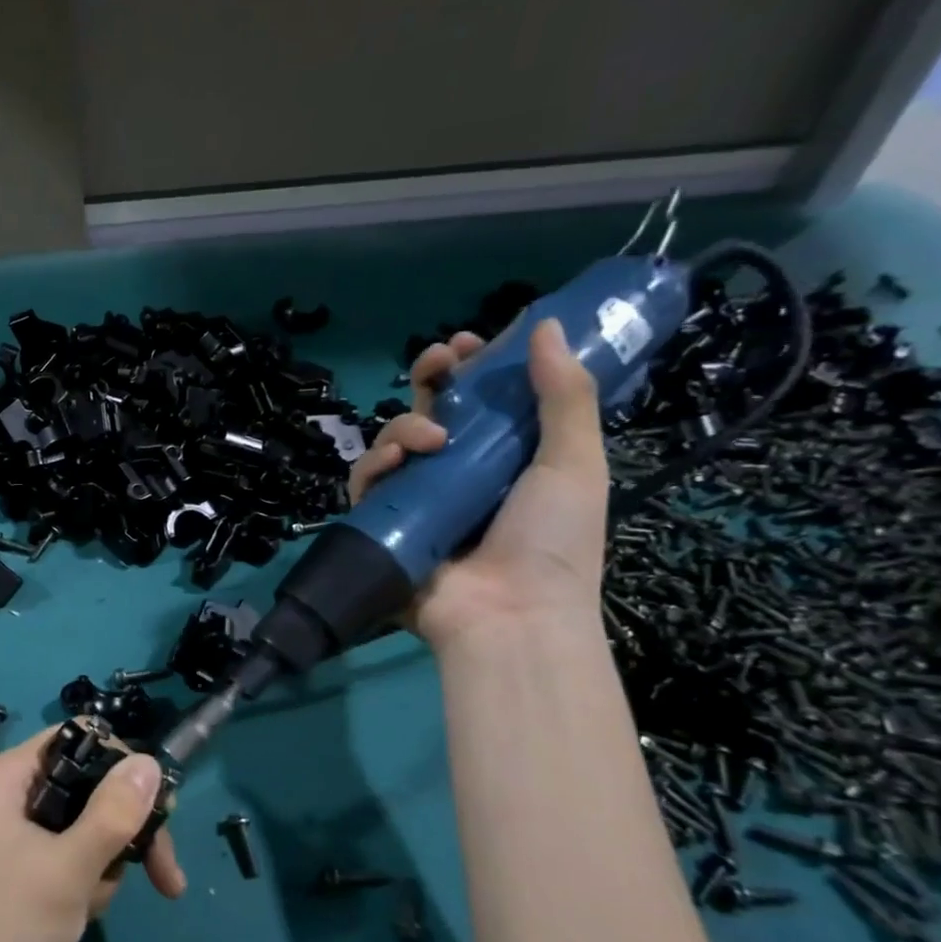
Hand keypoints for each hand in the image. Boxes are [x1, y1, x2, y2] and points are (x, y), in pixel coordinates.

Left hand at [0, 727, 186, 941]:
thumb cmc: (8, 928)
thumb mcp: (69, 867)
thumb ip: (114, 812)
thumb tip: (151, 760)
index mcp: (7, 775)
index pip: (78, 739)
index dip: (122, 765)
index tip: (159, 808)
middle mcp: (11, 792)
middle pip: (91, 784)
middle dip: (125, 831)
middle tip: (165, 874)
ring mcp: (18, 829)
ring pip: (89, 822)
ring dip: (106, 864)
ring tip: (92, 905)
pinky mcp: (26, 862)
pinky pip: (74, 852)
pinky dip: (89, 880)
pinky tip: (82, 914)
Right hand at [350, 317, 608, 649]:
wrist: (510, 616)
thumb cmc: (552, 542)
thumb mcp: (574, 463)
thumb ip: (563, 395)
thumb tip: (544, 325)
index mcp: (507, 459)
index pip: (484, 401)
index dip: (476, 367)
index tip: (474, 342)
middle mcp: (458, 473)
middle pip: (433, 410)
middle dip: (431, 377)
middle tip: (438, 361)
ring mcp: (418, 499)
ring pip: (394, 440)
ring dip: (405, 424)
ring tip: (430, 437)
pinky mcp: (383, 523)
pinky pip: (366, 482)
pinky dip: (374, 464)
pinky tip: (396, 461)